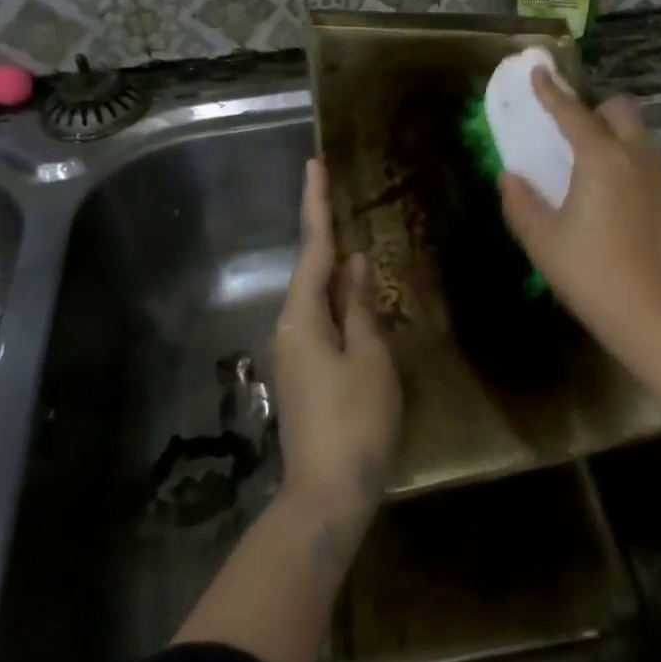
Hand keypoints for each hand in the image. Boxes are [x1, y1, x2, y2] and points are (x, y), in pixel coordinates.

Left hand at [271, 159, 401, 535]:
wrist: (327, 495)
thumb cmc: (355, 422)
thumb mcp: (369, 358)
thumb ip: (360, 307)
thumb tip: (354, 264)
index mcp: (303, 317)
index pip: (313, 248)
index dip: (316, 205)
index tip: (313, 166)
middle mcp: (290, 328)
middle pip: (311, 270)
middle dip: (325, 232)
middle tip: (337, 193)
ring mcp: (295, 353)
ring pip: (317, 297)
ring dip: (334, 269)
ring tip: (354, 239)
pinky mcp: (305, 373)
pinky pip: (323, 320)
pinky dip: (339, 300)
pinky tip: (357, 297)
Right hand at [499, 71, 660, 348]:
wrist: (656, 316)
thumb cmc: (591, 274)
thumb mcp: (542, 241)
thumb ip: (521, 203)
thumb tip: (510, 177)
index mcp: (601, 159)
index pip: (572, 112)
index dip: (551, 91)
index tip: (538, 72)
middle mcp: (637, 156)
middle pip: (619, 110)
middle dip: (594, 110)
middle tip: (572, 134)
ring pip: (639, 135)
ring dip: (615, 135)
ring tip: (595, 167)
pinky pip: (651, 161)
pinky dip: (632, 161)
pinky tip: (619, 197)